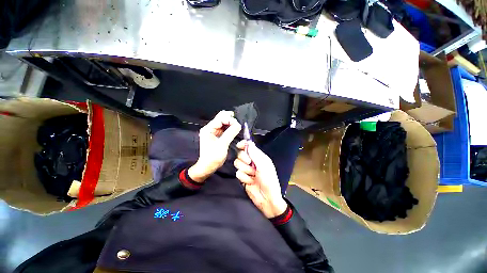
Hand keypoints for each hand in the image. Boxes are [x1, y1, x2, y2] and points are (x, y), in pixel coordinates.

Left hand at [188, 111, 241, 182]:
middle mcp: (210, 128)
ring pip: (224, 122)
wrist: (208, 166)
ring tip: (237, 128)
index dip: (230, 120)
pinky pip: (225, 128)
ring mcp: (214, 132)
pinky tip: (235, 130)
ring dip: (231, 124)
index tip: (238, 125)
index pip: (220, 118)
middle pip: (221, 118)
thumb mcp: (222, 145)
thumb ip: (230, 133)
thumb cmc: (213, 157)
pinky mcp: (217, 136)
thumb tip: (238, 125)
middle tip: (238, 125)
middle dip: (231, 120)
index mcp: (208, 129)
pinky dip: (230, 128)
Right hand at [234, 140, 287, 217]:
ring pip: (237, 163)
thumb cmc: (269, 182)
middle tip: (250, 164)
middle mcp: (252, 162)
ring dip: (245, 170)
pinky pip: (238, 173)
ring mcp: (247, 170)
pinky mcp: (243, 177)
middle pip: (240, 154)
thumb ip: (255, 155)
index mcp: (259, 157)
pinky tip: (250, 182)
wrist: (267, 199)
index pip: (249, 147)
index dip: (243, 144)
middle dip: (244, 159)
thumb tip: (250, 143)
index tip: (239, 145)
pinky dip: (244, 178)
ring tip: (253, 175)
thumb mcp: (264, 167)